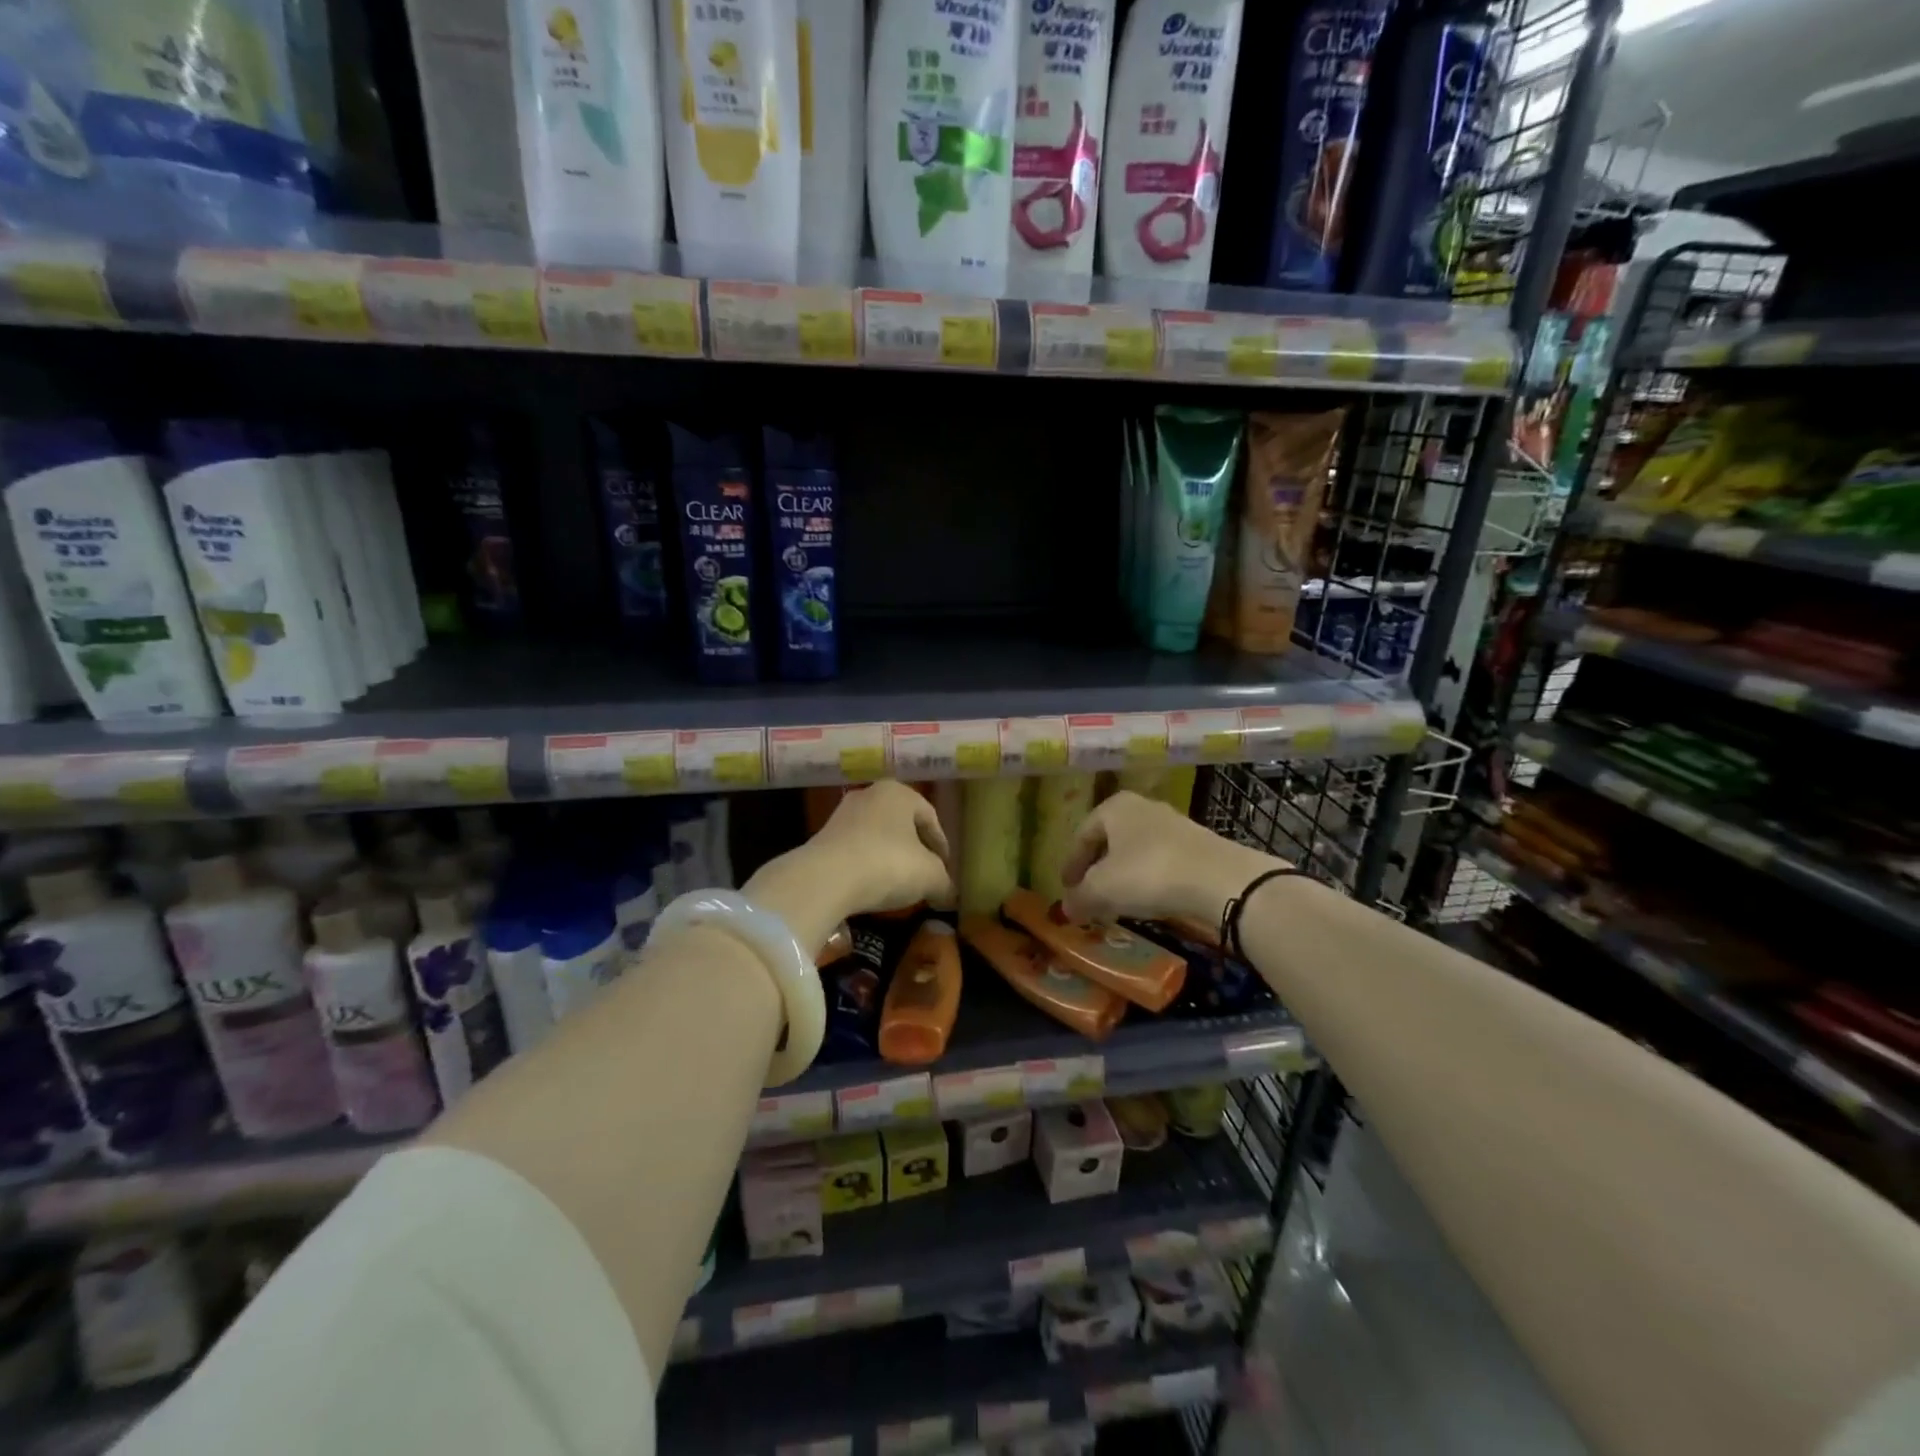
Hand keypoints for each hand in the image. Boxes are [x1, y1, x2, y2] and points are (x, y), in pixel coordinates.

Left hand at [745, 781, 952, 953]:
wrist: (826, 878)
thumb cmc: (888, 864)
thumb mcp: (930, 876)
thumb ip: (944, 882)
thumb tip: (949, 895)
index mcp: (898, 793)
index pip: (929, 816)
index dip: (941, 844)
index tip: (945, 867)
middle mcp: (869, 795)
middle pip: (901, 824)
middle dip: (914, 849)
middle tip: (924, 873)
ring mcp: (842, 815)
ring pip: (877, 836)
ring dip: (889, 857)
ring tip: (898, 884)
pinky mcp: (822, 837)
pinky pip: (855, 850)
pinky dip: (867, 865)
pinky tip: (872, 886)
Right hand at [1062, 791, 1281, 927]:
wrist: (1220, 879)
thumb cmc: (1148, 873)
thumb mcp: (1102, 889)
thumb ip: (1079, 898)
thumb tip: (1067, 908)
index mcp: (1114, 807)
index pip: (1082, 835)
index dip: (1071, 864)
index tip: (1067, 888)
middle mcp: (1142, 807)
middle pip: (1110, 840)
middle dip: (1098, 868)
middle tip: (1089, 894)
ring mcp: (1173, 824)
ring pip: (1137, 850)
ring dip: (1124, 874)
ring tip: (1119, 901)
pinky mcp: (1198, 844)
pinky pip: (1161, 861)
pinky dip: (1149, 878)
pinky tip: (1150, 899)